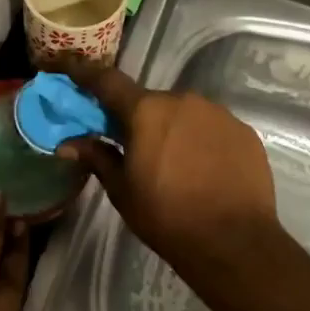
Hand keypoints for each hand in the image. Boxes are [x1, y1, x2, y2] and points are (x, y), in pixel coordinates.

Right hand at [52, 59, 282, 283]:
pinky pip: (210, 128)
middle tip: (131, 148)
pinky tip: (202, 170)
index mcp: (146, 111)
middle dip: (136, 119)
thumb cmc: (167, 217)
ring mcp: (218, 113)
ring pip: (182, 114)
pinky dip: (199, 141)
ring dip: (171, 130)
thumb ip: (97, 158)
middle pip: (149, 102)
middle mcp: (183, 100)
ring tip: (172, 165)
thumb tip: (68, 144)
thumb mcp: (122, 191)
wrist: (235, 243)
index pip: (106, 81)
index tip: (66, 67)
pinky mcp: (243, 131)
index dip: (82, 72)